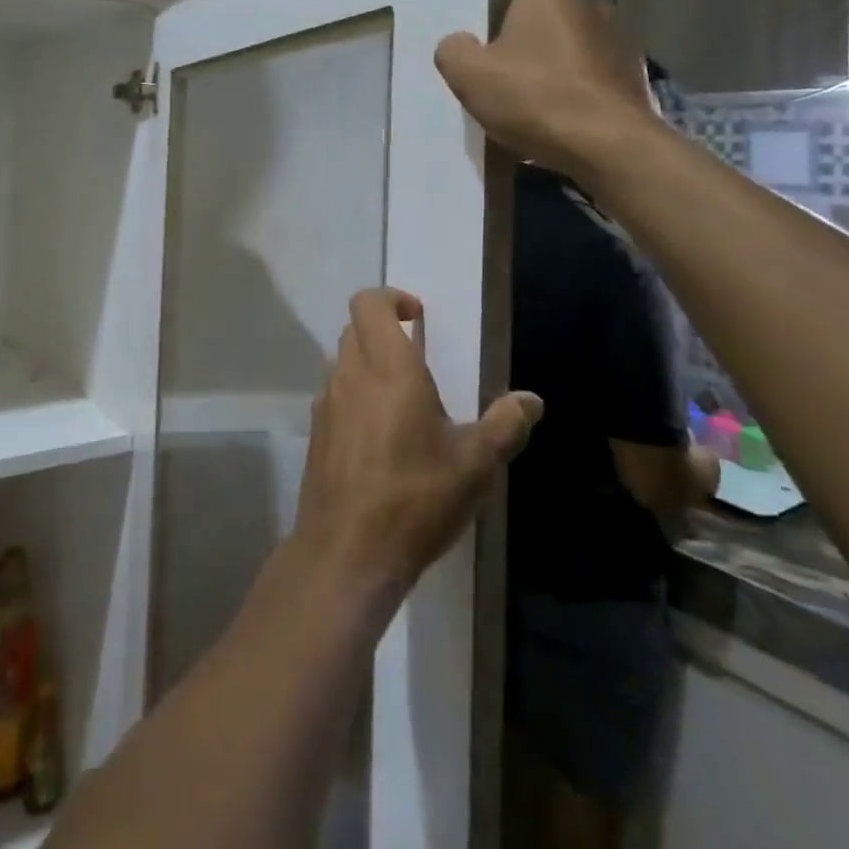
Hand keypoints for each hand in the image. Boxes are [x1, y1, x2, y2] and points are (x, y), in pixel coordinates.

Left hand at [293, 289, 542, 598]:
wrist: (346, 551)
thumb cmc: (415, 498)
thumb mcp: (474, 465)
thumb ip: (505, 426)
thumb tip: (531, 400)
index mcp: (387, 367)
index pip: (368, 302)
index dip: (391, 297)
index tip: (418, 317)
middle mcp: (350, 374)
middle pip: (356, 328)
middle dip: (385, 331)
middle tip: (418, 359)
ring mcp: (327, 403)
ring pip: (344, 361)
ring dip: (370, 365)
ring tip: (406, 403)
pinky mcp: (316, 432)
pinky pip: (336, 395)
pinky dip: (356, 397)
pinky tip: (382, 439)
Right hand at [433, 0, 662, 180]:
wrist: (607, 144)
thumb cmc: (532, 96)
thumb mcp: (466, 73)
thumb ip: (452, 50)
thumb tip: (461, 45)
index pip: (507, 4)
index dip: (490, 37)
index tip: (485, 70)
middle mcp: (589, 4)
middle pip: (538, 31)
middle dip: (522, 57)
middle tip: (504, 95)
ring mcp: (619, 41)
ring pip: (565, 59)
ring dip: (550, 80)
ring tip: (533, 117)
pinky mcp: (635, 78)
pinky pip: (589, 85)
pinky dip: (575, 100)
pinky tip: (562, 127)